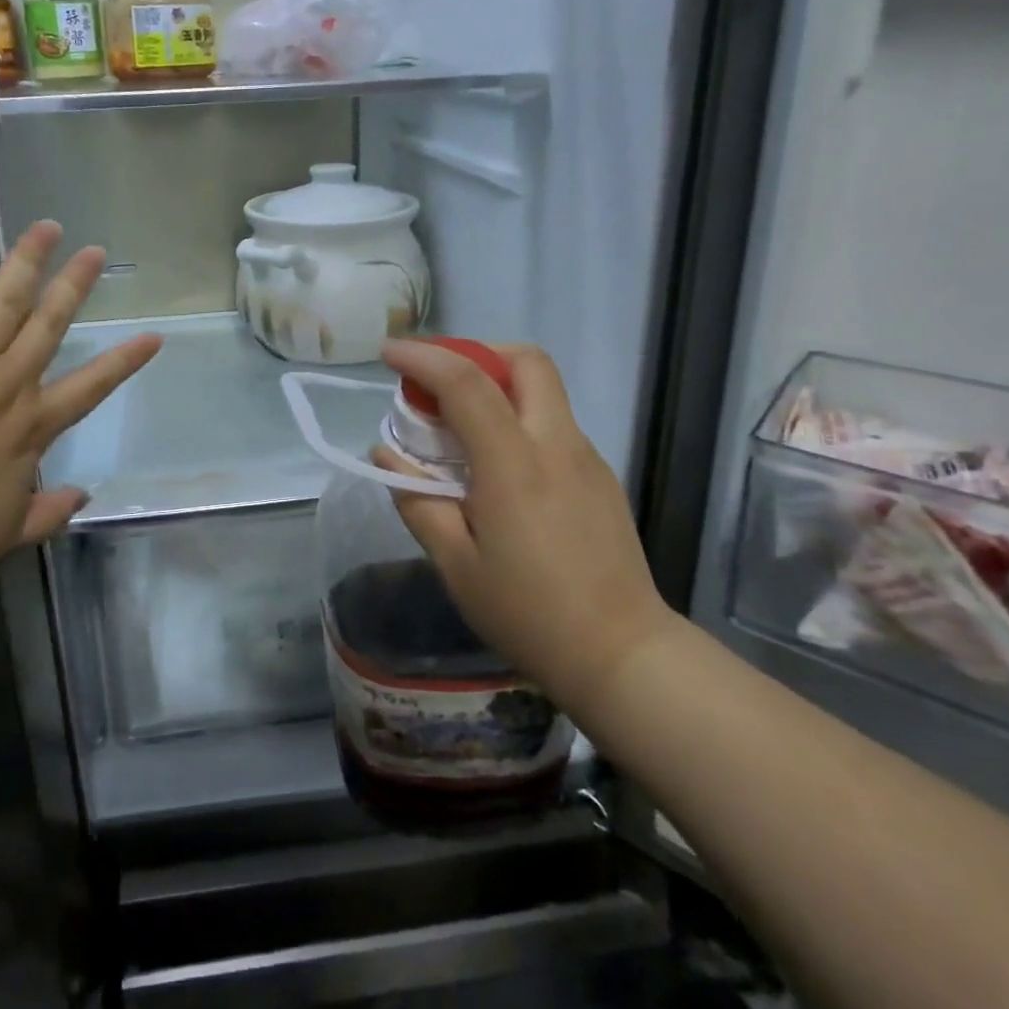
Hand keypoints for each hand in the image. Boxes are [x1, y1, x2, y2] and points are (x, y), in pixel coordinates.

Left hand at [0, 212, 160, 586]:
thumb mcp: (5, 535)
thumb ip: (49, 514)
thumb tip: (85, 497)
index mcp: (32, 425)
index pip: (91, 386)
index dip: (124, 360)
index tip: (153, 336)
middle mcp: (8, 381)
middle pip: (51, 323)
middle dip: (76, 285)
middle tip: (95, 252)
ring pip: (6, 296)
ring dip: (29, 259)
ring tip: (47, 227)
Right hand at [374, 341, 677, 717]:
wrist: (622, 655)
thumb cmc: (528, 613)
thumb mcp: (455, 564)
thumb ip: (417, 500)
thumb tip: (386, 454)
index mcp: (514, 464)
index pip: (466, 382)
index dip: (423, 357)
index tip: (388, 353)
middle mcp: (556, 444)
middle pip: (525, 361)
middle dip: (475, 353)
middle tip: (436, 382)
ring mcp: (586, 457)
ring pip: (543, 388)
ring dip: (496, 384)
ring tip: (458, 425)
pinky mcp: (599, 476)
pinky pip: (552, 421)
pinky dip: (516, 416)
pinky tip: (496, 465)